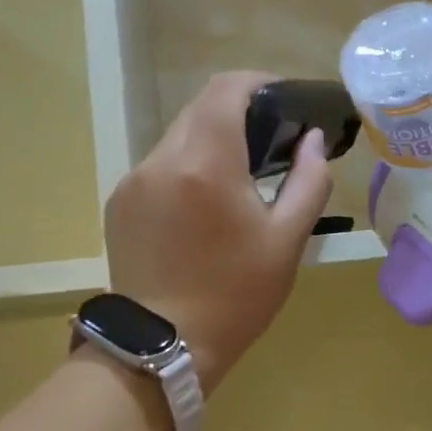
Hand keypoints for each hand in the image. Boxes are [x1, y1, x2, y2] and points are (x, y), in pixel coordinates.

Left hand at [105, 72, 333, 394]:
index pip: (226, 88)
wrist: (164, 347)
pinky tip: (202, 207)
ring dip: (210, 143)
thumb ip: (309, 180)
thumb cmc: (236, 296)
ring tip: (237, 179)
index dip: (259, 83)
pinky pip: (158, 167)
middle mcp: (161, 159)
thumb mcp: (287, 240)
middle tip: (269, 144)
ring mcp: (133, 181)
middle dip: (237, 114)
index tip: (283, 102)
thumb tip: (312, 140)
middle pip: (200, 108)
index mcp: (205, 162)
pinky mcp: (119, 203)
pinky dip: (186, 169)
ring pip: (177, 137)